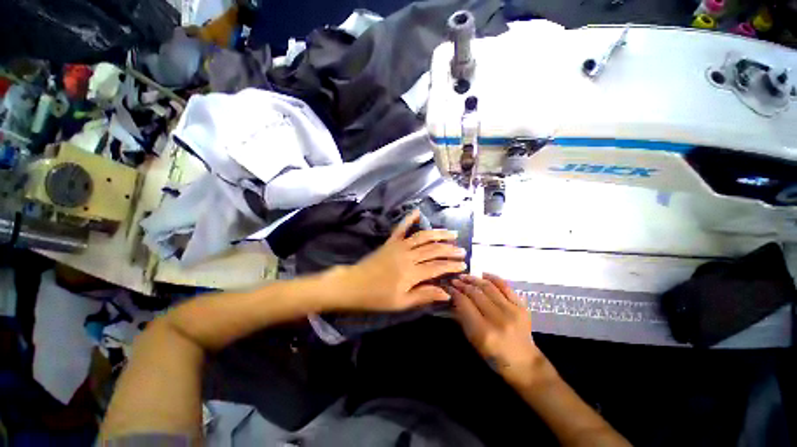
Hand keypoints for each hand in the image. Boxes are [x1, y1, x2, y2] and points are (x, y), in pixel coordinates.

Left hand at [329, 209, 466, 310]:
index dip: (452, 265)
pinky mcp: (391, 241)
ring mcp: (399, 245)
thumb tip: (446, 293)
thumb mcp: (401, 302)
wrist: (354, 284)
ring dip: (439, 234)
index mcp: (412, 272)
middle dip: (450, 249)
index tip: (464, 265)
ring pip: (423, 236)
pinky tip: (418, 211)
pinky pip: (402, 227)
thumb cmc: (377, 297)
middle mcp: (409, 255)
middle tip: (462, 250)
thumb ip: (424, 295)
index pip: (438, 266)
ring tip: (452, 233)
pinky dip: (410, 218)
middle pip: (434, 249)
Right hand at [449, 274, 544, 384]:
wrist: (524, 362)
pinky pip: (505, 286)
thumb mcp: (473, 341)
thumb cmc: (494, 356)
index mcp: (484, 332)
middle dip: (462, 284)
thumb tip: (454, 298)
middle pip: (475, 294)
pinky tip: (482, 275)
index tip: (448, 287)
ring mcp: (512, 311)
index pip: (465, 304)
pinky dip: (492, 278)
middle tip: (454, 280)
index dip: (455, 293)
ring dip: (474, 279)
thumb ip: (463, 318)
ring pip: (488, 287)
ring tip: (465, 276)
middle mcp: (498, 319)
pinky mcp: (521, 306)